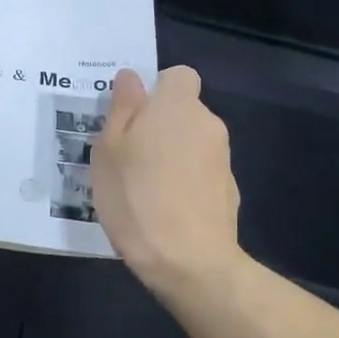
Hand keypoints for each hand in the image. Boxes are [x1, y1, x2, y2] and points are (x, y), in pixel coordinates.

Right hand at [91, 66, 242, 299]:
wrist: (189, 261)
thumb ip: (122, 107)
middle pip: (182, 111)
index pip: (177, 76)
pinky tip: (163, 210)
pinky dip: (184, 182)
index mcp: (177, 106)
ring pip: (191, 143)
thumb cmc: (136, 197)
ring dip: (170, 155)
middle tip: (126, 155)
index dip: (155, 90)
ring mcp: (223, 159)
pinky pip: (200, 173)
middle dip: (158, 125)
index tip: (132, 115)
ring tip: (141, 188)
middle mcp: (208, 124)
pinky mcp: (229, 191)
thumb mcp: (109, 149)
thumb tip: (132, 77)